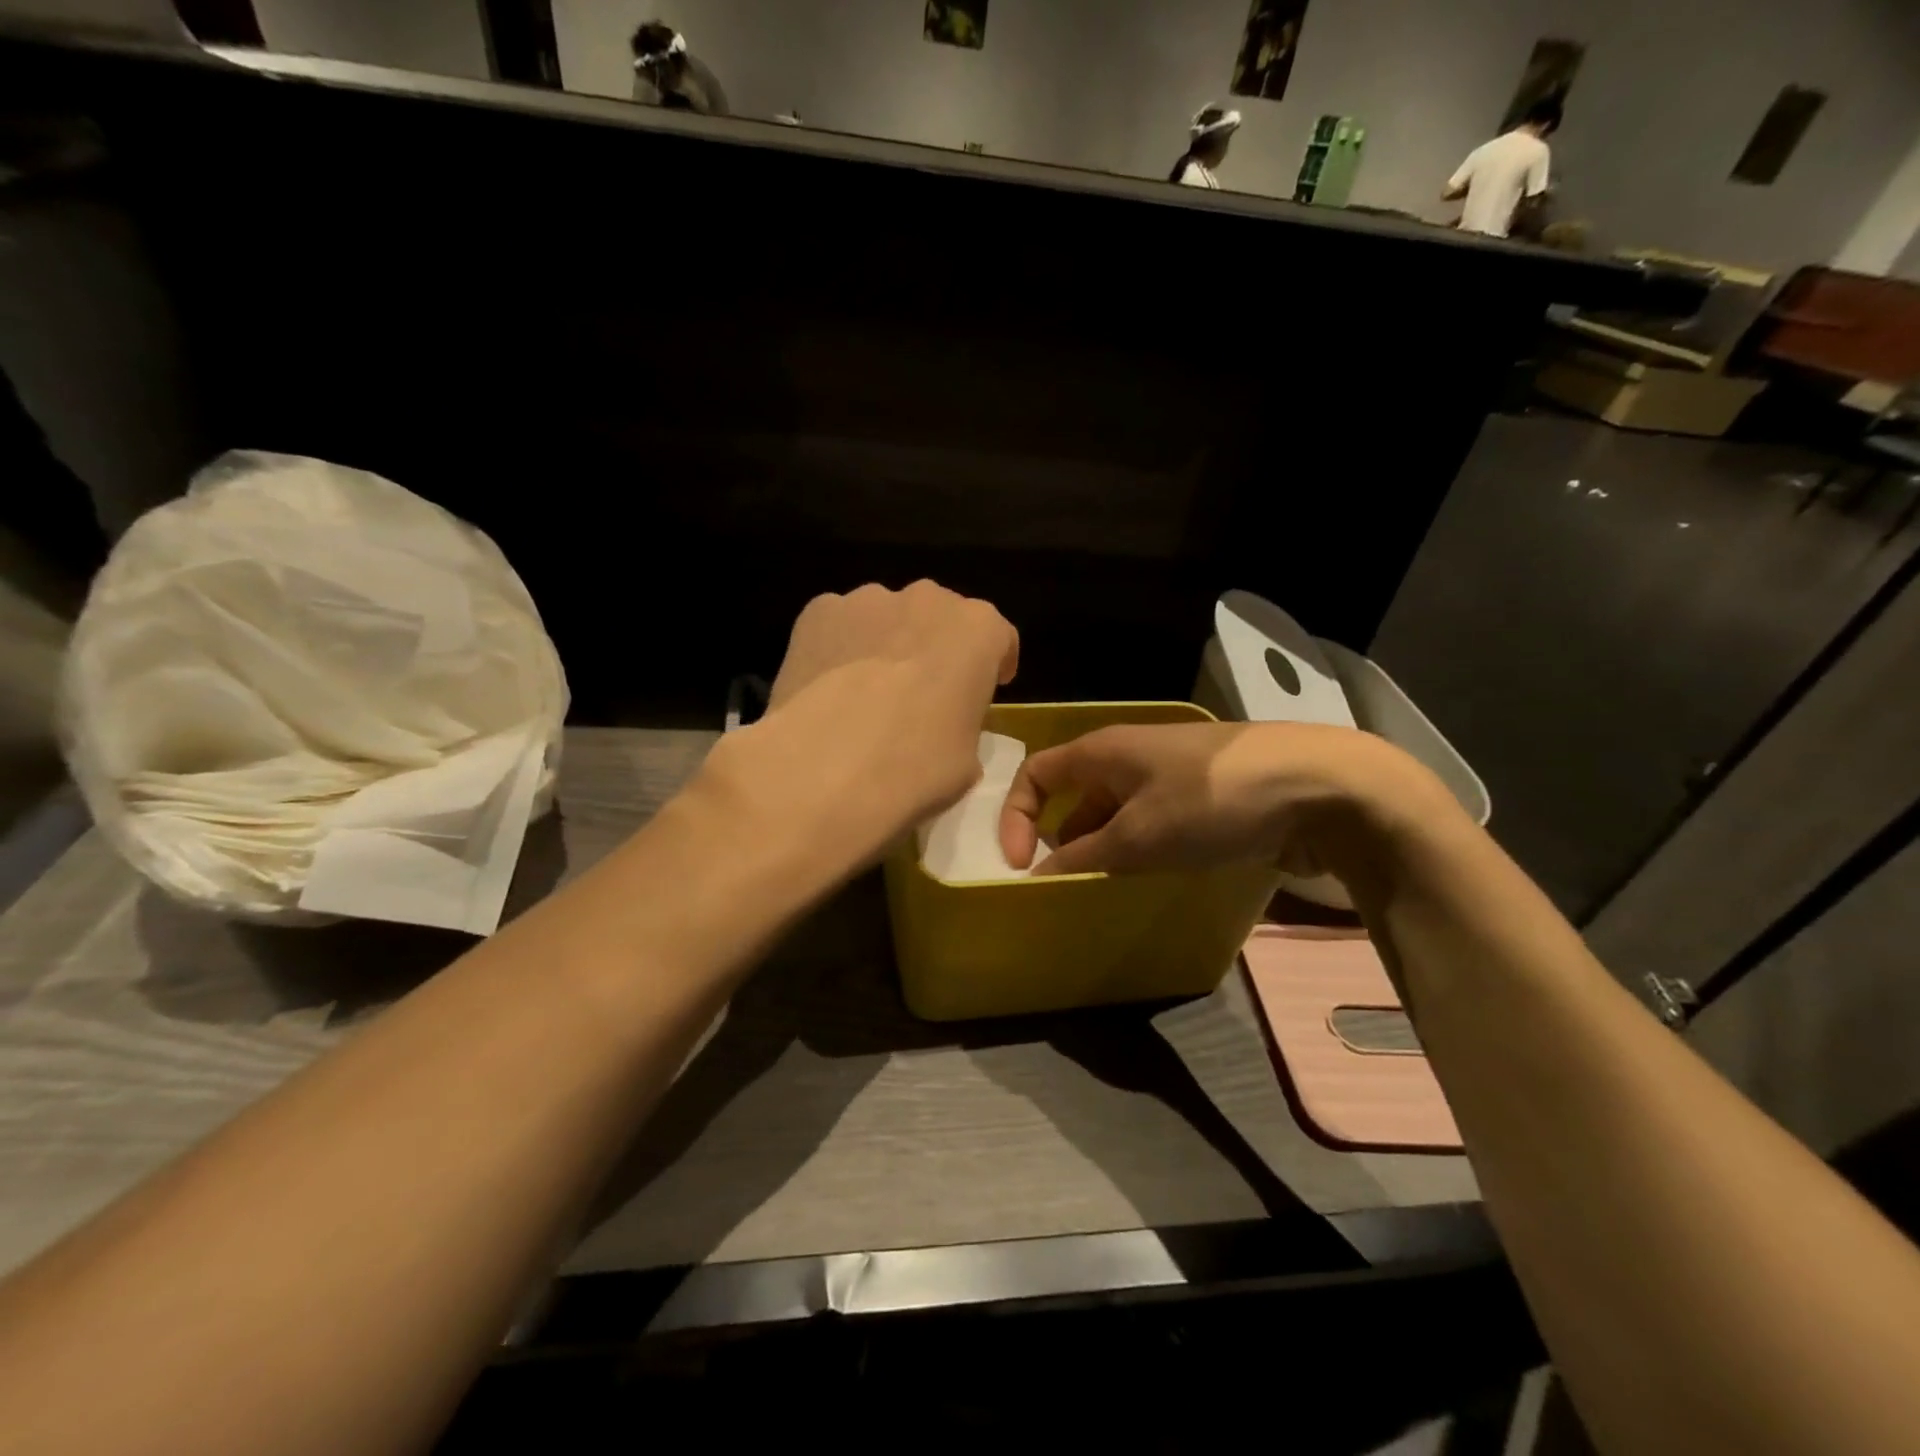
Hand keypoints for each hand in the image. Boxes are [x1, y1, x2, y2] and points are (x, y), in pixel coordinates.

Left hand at [699, 581, 1018, 877]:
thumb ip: (963, 724)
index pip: (999, 638)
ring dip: (886, 644)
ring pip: (887, 618)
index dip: (993, 666)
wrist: (827, 768)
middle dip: (936, 649)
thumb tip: (941, 728)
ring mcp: (869, 600)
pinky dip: (839, 647)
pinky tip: (827, 688)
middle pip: (940, 619)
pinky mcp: (818, 611)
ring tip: (866, 695)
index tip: (984, 692)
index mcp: (979, 630)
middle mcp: (928, 599)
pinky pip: (839, 625)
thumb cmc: (916, 766)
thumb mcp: (968, 760)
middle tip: (922, 695)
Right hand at [998, 720, 1447, 880]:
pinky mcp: (1204, 796)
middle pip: (1075, 795)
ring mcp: (1171, 774)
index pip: (1036, 773)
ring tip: (1105, 889)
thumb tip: (1037, 877)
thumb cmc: (1212, 799)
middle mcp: (1130, 755)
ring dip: (1102, 849)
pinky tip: (1151, 877)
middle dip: (1059, 839)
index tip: (1021, 865)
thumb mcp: (1139, 834)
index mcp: (1103, 750)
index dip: (1016, 815)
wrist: (1319, 785)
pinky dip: (1139, 849)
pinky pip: (1152, 821)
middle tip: (1062, 885)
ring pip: (1115, 812)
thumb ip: (1083, 858)